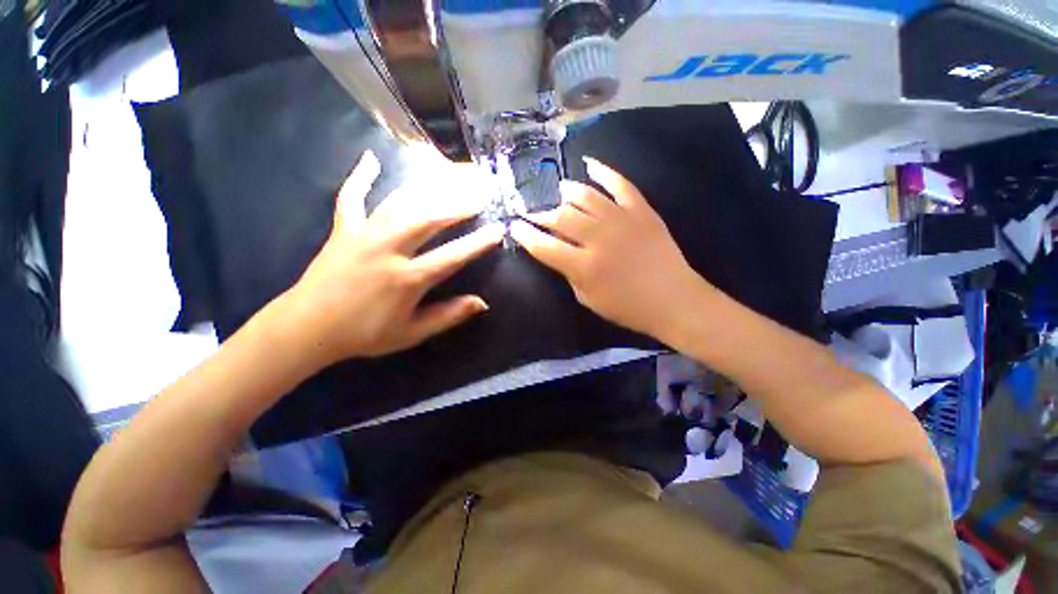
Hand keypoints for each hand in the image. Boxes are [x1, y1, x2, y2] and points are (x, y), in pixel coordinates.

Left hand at [280, 150, 503, 368]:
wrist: (307, 328)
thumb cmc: (364, 334)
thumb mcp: (411, 333)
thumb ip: (448, 316)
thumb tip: (481, 303)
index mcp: (407, 279)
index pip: (452, 256)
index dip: (478, 243)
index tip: (498, 229)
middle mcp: (388, 249)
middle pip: (429, 219)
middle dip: (458, 205)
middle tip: (479, 195)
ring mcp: (364, 235)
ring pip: (399, 203)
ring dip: (427, 190)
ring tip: (449, 179)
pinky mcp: (343, 230)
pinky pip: (351, 197)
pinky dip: (360, 177)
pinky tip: (371, 158)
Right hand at [510, 158, 708, 341]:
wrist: (673, 300)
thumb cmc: (627, 307)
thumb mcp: (587, 298)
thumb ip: (568, 273)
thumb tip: (557, 250)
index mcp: (583, 266)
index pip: (544, 245)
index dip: (525, 235)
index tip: (514, 226)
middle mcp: (598, 238)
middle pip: (560, 216)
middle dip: (540, 213)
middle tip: (533, 213)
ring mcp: (621, 220)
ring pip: (585, 196)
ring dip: (566, 191)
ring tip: (558, 192)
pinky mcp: (641, 210)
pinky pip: (620, 184)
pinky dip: (603, 171)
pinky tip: (589, 163)